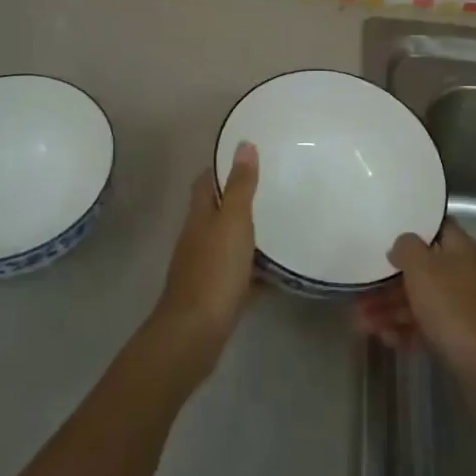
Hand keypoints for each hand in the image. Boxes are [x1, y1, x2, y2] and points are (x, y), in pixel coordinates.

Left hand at [149, 142, 258, 378]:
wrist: (196, 332)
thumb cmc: (214, 270)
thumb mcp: (233, 221)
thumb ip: (240, 185)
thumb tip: (243, 143)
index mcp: (199, 216)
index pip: (205, 183)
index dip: (220, 168)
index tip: (244, 158)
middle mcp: (198, 238)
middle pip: (216, 212)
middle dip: (237, 201)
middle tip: (270, 189)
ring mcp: (205, 268)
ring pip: (227, 244)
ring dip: (246, 235)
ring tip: (278, 225)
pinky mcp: (216, 295)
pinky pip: (238, 275)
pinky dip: (254, 270)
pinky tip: (276, 271)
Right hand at [353, 221, 475, 392]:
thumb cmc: (453, 308)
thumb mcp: (423, 268)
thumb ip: (407, 248)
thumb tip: (401, 244)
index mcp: (460, 250)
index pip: (436, 228)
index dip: (412, 230)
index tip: (383, 236)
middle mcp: (464, 274)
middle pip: (422, 270)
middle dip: (388, 283)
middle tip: (358, 296)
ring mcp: (464, 308)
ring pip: (421, 301)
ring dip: (389, 310)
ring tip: (360, 325)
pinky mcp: (461, 338)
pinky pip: (428, 327)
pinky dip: (406, 331)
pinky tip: (386, 341)